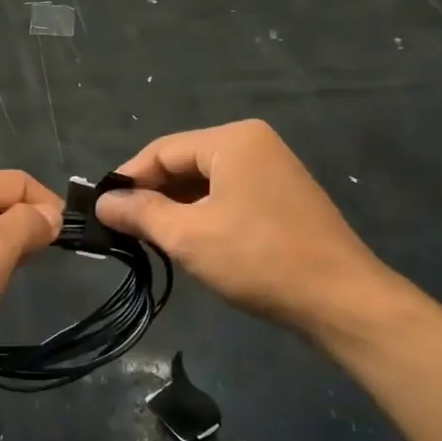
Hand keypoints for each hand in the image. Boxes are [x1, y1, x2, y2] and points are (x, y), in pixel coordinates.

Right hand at [96, 121, 395, 334]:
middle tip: (122, 229)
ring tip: (149, 239)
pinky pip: (227, 196)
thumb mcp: (188, 236)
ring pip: (204, 182)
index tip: (101, 211)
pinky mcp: (281, 198)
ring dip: (175, 208)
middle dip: (151, 195)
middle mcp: (254, 144)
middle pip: (183, 163)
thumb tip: (103, 203)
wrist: (340, 300)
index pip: (161, 150)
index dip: (127, 179)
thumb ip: (140, 213)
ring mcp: (272, 170)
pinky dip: (201, 215)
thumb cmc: (258, 259)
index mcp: (232, 140)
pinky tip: (188, 241)